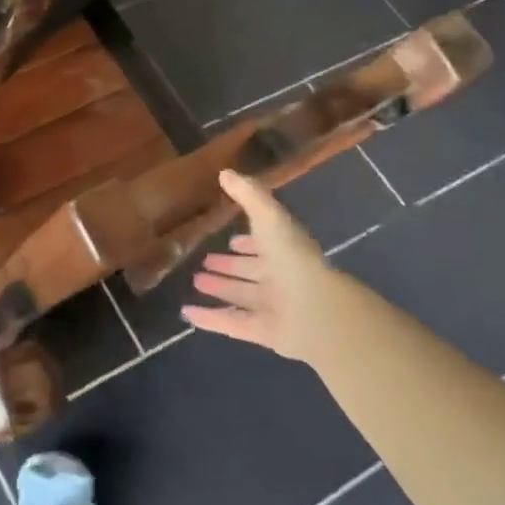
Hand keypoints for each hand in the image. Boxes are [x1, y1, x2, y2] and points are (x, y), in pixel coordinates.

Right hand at [181, 170, 346, 361]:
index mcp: (285, 252)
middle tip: (205, 260)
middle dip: (230, 265)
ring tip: (195, 281)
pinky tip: (187, 313)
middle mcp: (280, 279)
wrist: (317, 310)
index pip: (264, 244)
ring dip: (220, 288)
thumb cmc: (294, 258)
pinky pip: (231, 323)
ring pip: (241, 296)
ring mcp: (272, 307)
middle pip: (251, 272)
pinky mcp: (262, 332)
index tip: (229, 239)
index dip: (247, 242)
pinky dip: (209, 319)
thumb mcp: (270, 218)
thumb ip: (249, 195)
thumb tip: (225, 172)